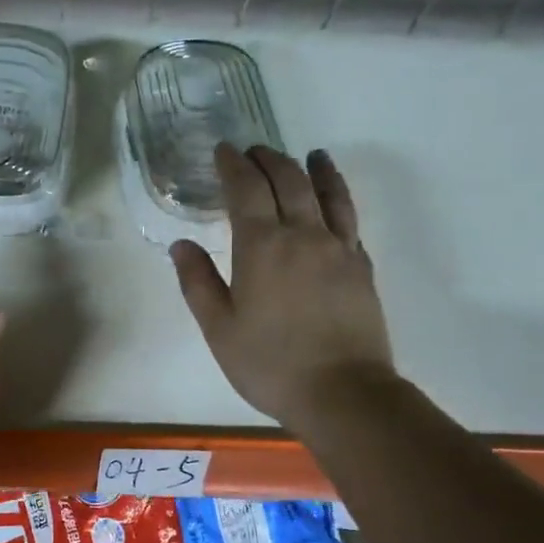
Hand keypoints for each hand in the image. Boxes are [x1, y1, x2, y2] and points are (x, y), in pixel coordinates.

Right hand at [171, 144, 394, 429]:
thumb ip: (198, 282)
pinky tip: (334, 199)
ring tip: (309, 155)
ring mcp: (339, 248)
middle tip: (254, 151)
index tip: (223, 150)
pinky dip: (339, 197)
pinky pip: (350, 218)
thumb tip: (182, 245)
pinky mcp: (361, 267)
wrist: (342, 392)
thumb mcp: (219, 328)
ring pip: (327, 193)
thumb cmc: (268, 364)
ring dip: (313, 169)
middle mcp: (303, 235)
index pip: (246, 189)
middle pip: (288, 181)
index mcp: (262, 246)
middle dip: (268, 159)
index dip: (234, 165)